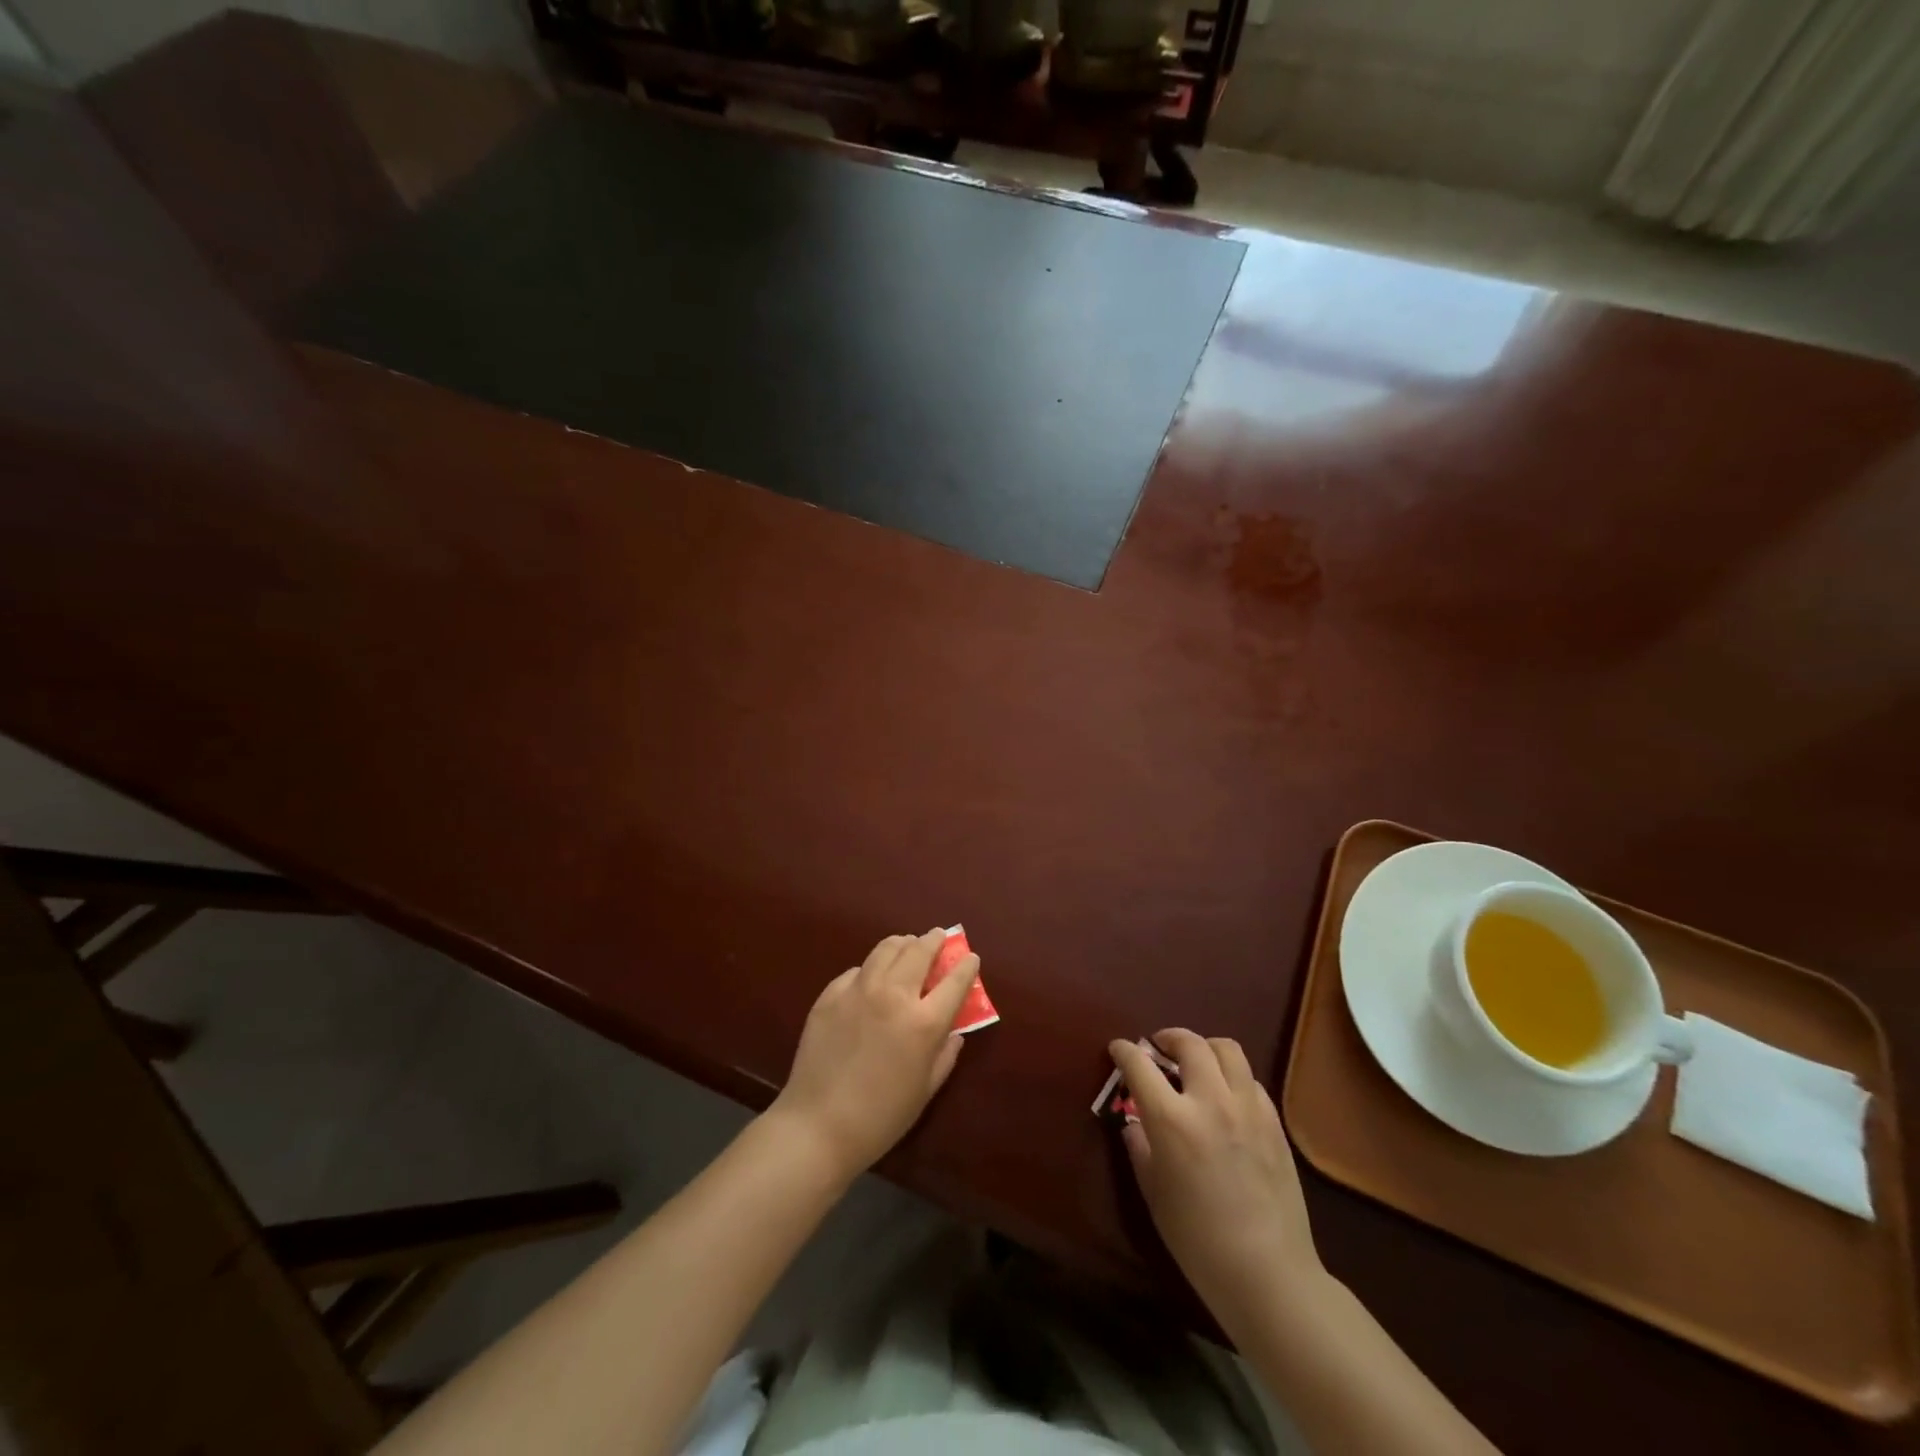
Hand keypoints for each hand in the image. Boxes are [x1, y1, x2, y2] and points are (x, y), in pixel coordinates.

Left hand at [770, 929, 979, 1181]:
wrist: (817, 1126)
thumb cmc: (880, 1118)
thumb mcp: (925, 1090)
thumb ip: (944, 1055)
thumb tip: (954, 1031)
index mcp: (923, 1022)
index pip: (955, 981)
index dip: (966, 965)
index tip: (970, 957)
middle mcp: (893, 995)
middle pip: (919, 951)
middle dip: (934, 940)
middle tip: (938, 937)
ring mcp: (858, 990)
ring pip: (886, 948)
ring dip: (903, 943)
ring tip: (908, 945)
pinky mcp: (830, 994)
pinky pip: (857, 970)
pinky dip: (871, 968)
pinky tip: (871, 977)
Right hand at [1109, 1030, 1323, 1331]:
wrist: (1267, 1274)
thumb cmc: (1198, 1240)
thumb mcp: (1154, 1193)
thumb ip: (1140, 1147)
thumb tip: (1134, 1122)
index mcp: (1172, 1120)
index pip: (1140, 1065)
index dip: (1124, 1051)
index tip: (1117, 1049)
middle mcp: (1210, 1101)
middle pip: (1189, 1044)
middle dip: (1168, 1038)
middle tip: (1158, 1049)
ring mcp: (1247, 1109)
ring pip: (1227, 1049)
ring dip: (1205, 1048)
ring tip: (1195, 1062)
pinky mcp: (1274, 1123)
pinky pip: (1250, 1080)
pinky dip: (1232, 1076)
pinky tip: (1226, 1096)